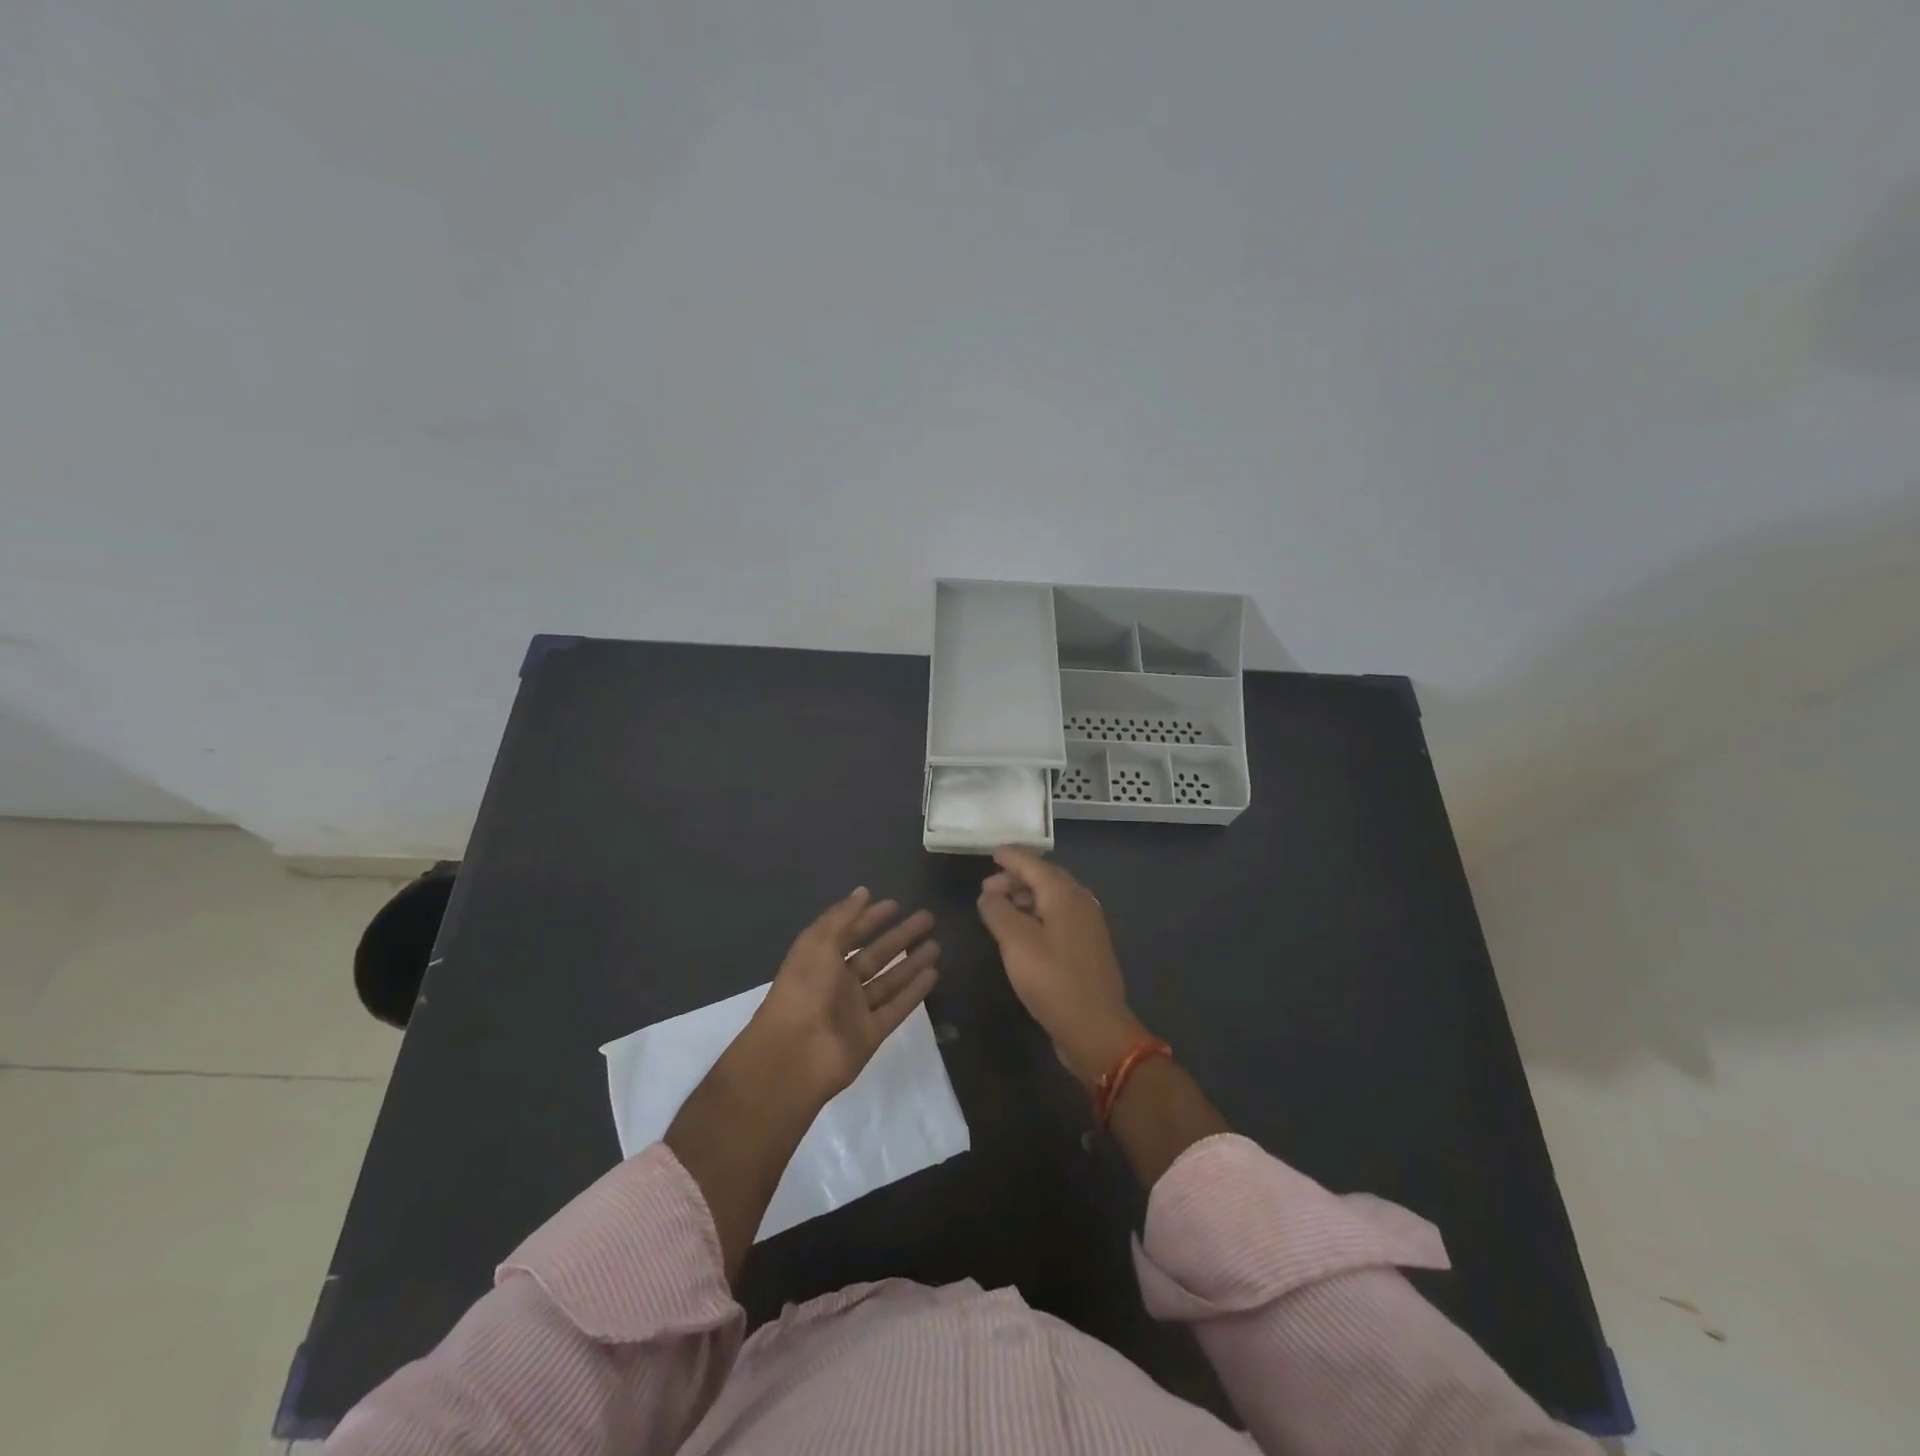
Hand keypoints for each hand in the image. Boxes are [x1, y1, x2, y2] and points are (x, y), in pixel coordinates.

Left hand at [750, 888, 941, 1102]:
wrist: (794, 1054)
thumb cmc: (804, 989)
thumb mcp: (818, 942)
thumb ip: (842, 916)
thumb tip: (863, 891)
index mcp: (820, 960)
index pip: (851, 933)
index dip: (871, 918)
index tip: (896, 904)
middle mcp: (838, 983)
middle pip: (875, 955)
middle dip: (900, 936)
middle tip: (928, 918)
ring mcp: (855, 1010)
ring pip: (889, 981)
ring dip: (912, 962)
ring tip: (937, 945)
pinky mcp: (871, 1034)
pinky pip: (896, 1008)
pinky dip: (914, 992)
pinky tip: (933, 974)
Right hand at [977, 847, 1149, 1085]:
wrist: (1096, 1029)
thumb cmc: (1053, 981)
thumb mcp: (1015, 943)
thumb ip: (998, 911)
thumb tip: (988, 894)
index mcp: (1064, 894)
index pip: (1033, 863)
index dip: (1010, 856)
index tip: (991, 852)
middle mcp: (1081, 902)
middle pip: (1045, 878)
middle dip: (1016, 877)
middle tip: (987, 888)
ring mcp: (1088, 925)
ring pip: (1053, 898)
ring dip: (1026, 897)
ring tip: (1000, 908)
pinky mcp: (1088, 947)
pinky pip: (1059, 917)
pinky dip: (1037, 915)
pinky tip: (1022, 931)